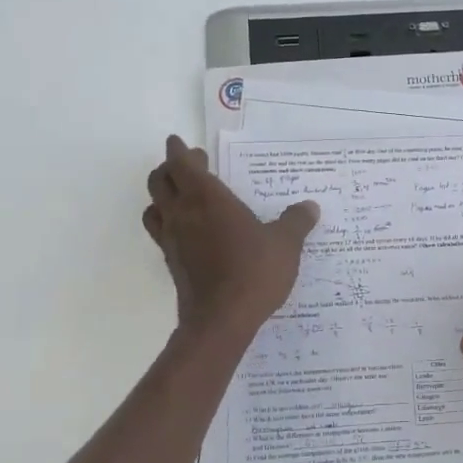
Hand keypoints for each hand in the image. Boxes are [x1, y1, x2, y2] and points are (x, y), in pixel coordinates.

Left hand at [143, 136, 319, 340]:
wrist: (221, 320)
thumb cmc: (254, 272)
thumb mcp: (285, 244)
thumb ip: (296, 221)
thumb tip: (309, 207)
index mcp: (208, 199)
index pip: (182, 164)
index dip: (179, 151)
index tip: (179, 143)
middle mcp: (183, 214)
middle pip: (159, 181)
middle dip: (170, 168)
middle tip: (190, 166)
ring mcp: (172, 240)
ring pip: (154, 206)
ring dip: (162, 195)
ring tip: (182, 197)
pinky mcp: (171, 262)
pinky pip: (161, 232)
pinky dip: (168, 222)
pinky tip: (189, 232)